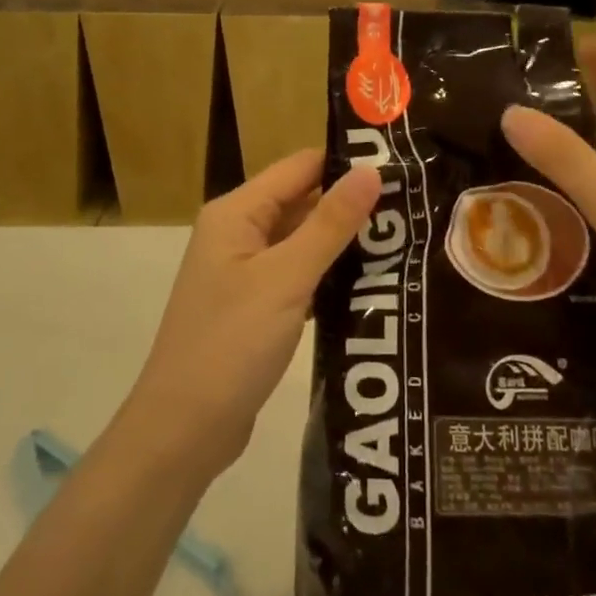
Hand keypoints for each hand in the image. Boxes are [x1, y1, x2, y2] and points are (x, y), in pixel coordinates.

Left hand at [122, 150, 378, 483]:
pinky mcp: (256, 306)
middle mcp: (238, 233)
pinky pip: (299, 275)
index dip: (346, 163)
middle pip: (302, 201)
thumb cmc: (231, 344)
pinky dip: (330, 275)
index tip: (400, 165)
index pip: (300, 167)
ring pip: (303, 241)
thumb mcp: (286, 279)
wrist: (183, 432)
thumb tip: (371, 170)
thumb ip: (330, 224)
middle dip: (351, 203)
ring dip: (345, 241)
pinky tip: (373, 282)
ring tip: (404, 238)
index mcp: (237, 213)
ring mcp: (246, 272)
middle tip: (412, 206)